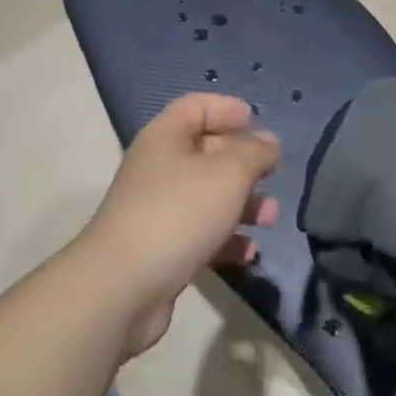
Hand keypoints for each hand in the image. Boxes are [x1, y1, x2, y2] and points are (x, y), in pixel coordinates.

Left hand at [77, 94, 279, 357]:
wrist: (122, 288)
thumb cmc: (178, 213)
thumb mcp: (228, 173)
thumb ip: (254, 152)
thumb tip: (269, 141)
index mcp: (165, 136)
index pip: (197, 107)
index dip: (227, 108)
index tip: (257, 120)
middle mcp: (158, 167)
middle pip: (205, 152)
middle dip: (243, 163)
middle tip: (274, 174)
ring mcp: (157, 209)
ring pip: (207, 196)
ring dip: (241, 203)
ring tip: (270, 217)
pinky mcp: (161, 249)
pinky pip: (200, 233)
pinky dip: (226, 239)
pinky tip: (250, 252)